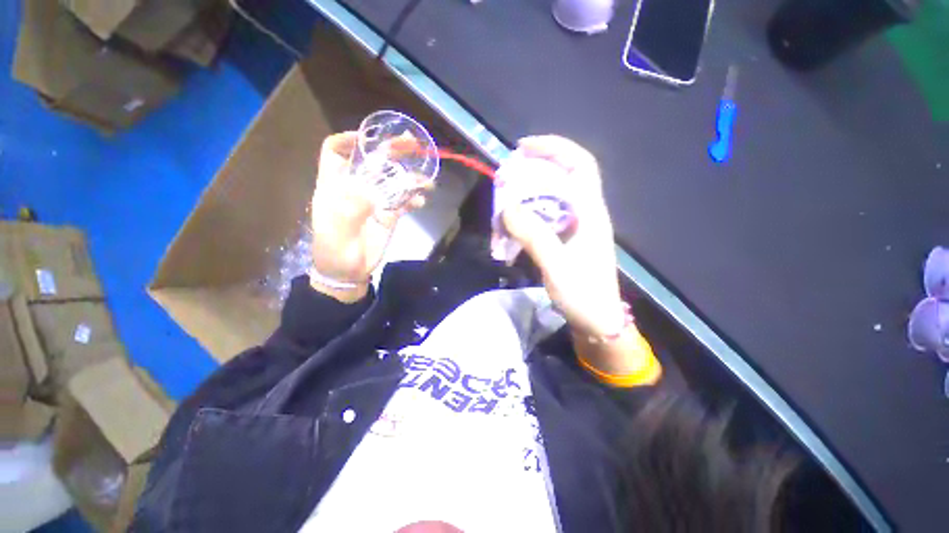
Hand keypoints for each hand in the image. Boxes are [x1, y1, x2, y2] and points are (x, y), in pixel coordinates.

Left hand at [310, 132, 428, 300]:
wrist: (348, 274)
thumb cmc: (335, 252)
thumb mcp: (337, 233)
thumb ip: (351, 210)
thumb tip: (371, 190)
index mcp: (335, 187)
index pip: (334, 152)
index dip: (349, 140)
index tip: (369, 138)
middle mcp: (355, 188)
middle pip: (372, 162)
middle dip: (390, 150)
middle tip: (412, 144)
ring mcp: (374, 201)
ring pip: (392, 180)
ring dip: (409, 177)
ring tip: (426, 179)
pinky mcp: (389, 215)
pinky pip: (403, 201)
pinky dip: (413, 199)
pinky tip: (421, 201)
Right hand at [501, 136, 624, 337]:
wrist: (596, 321)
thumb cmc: (583, 295)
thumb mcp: (557, 265)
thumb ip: (534, 235)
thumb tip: (507, 208)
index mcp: (590, 212)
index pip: (579, 164)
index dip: (554, 148)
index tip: (523, 148)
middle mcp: (583, 214)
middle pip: (559, 178)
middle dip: (530, 174)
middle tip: (504, 182)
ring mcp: (573, 228)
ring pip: (547, 200)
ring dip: (523, 199)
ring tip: (502, 210)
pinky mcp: (564, 240)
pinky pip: (542, 219)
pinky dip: (524, 219)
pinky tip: (510, 231)